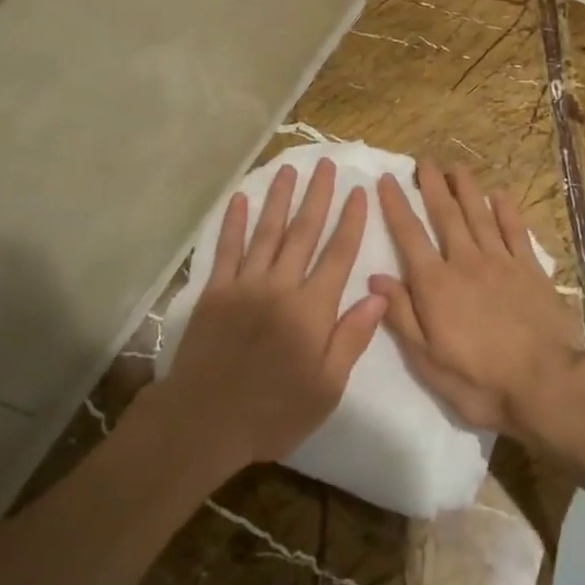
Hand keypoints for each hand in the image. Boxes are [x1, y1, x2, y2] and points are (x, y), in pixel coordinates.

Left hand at [161, 158, 385, 468]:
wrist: (206, 421)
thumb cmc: (275, 411)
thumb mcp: (327, 387)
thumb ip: (352, 337)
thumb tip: (379, 295)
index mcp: (313, 309)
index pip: (339, 254)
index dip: (351, 221)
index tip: (359, 191)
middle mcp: (281, 285)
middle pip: (304, 232)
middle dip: (317, 196)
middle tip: (325, 164)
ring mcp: (245, 284)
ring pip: (267, 232)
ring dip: (279, 198)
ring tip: (289, 169)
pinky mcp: (215, 291)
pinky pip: (226, 249)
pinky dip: (233, 223)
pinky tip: (239, 199)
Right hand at [369, 161, 584, 440]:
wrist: (547, 386)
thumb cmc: (479, 381)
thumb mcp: (428, 359)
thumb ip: (401, 315)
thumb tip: (376, 277)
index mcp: (436, 284)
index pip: (409, 235)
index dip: (396, 205)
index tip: (387, 179)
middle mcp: (466, 262)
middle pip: (446, 215)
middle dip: (432, 185)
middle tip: (424, 160)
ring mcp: (501, 263)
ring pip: (480, 215)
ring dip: (466, 189)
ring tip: (456, 166)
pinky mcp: (530, 270)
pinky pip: (516, 232)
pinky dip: (507, 211)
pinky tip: (501, 194)